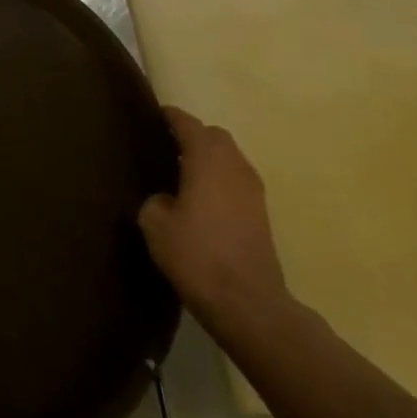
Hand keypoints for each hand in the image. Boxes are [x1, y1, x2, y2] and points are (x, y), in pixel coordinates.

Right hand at [138, 107, 291, 331]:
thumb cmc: (196, 255)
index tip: (156, 114)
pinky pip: (237, 180)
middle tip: (168, 144)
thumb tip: (166, 198)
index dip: (172, 117)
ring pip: (230, 158)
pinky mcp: (261, 215)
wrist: (247, 303)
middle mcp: (234, 167)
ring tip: (184, 171)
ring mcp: (253, 191)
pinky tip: (202, 197)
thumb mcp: (155, 225)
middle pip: (216, 137)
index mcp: (207, 161)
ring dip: (210, 157)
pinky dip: (220, 178)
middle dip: (194, 135)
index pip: (189, 125)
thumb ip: (155, 200)